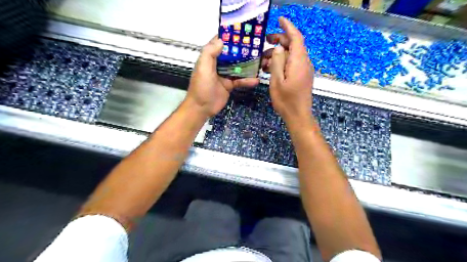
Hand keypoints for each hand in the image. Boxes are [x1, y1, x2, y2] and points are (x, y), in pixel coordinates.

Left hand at [186, 37, 258, 117]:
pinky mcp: (229, 85)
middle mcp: (218, 64)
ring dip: (248, 65)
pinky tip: (255, 80)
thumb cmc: (201, 87)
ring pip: (238, 67)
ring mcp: (224, 75)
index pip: (219, 43)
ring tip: (260, 61)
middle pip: (232, 54)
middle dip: (242, 50)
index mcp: (210, 58)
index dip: (229, 37)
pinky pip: (240, 80)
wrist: (202, 108)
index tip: (242, 31)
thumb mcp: (203, 68)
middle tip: (256, 45)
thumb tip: (221, 40)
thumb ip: (210, 53)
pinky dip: (247, 80)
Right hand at [263, 17, 313, 121]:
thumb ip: (277, 62)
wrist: (298, 116)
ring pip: (291, 55)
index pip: (296, 37)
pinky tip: (270, 68)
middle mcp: (304, 63)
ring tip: (263, 60)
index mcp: (299, 61)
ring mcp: (304, 70)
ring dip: (278, 54)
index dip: (288, 27)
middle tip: (265, 42)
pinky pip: (292, 64)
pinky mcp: (302, 76)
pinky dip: (282, 62)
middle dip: (280, 41)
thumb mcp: (277, 81)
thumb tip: (279, 47)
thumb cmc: (286, 100)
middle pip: (293, 45)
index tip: (280, 19)